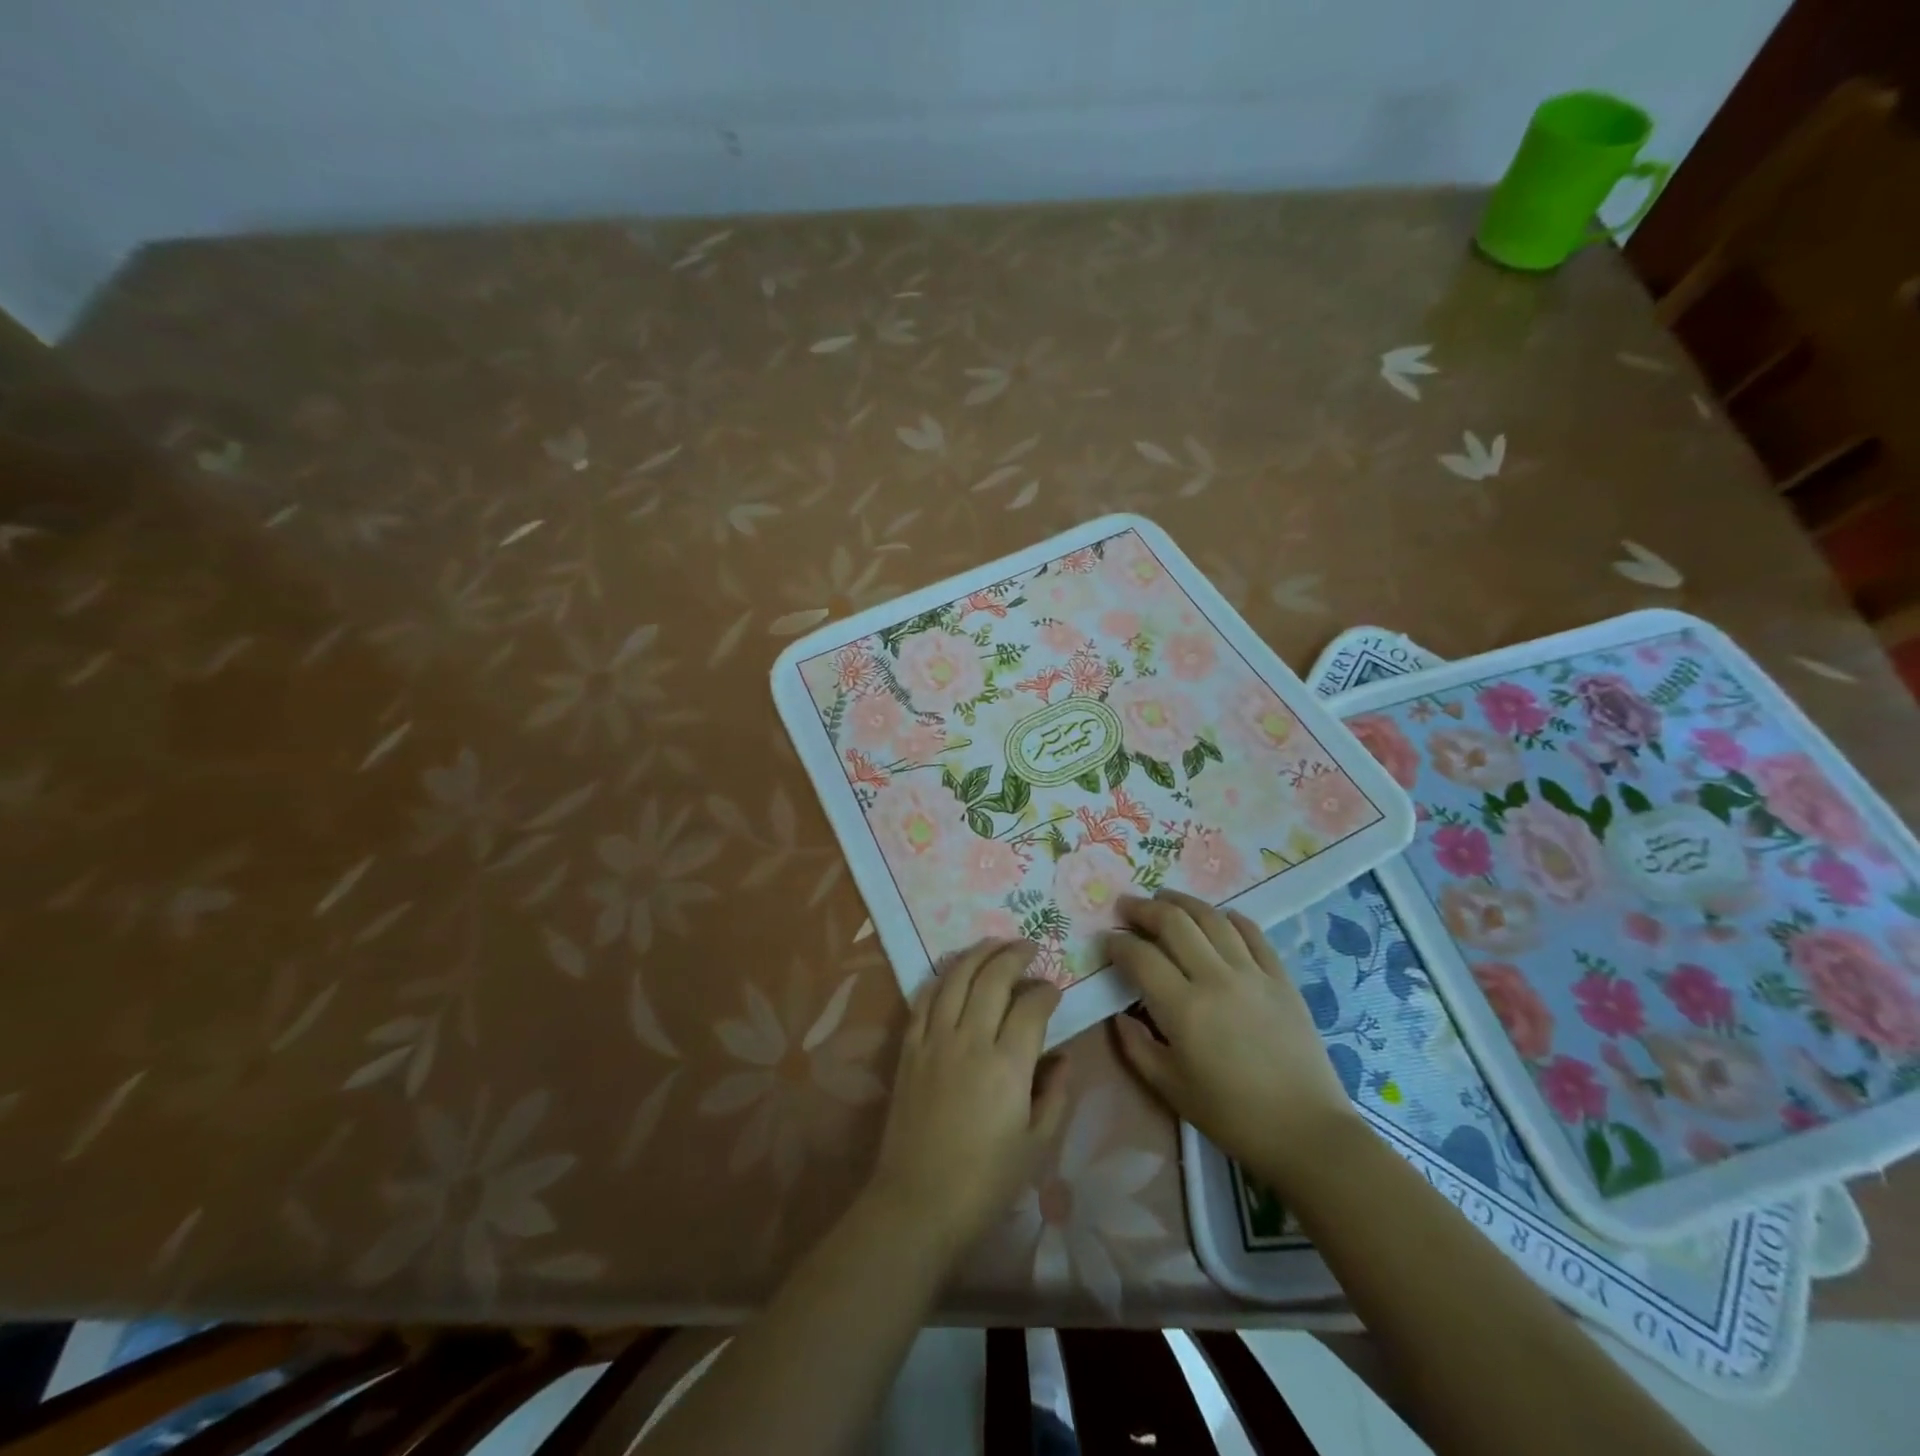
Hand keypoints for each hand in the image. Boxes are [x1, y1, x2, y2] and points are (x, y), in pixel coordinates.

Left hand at [867, 940, 1068, 1257]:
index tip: (1054, 989)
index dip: (1046, 991)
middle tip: (1030, 947)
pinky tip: (954, 971)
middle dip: (1014, 955)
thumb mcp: (1037, 1146)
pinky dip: (942, 977)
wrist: (918, 1201)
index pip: (1031, 1007)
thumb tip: (1063, 1056)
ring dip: (978, 954)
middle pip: (993, 978)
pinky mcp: (909, 1047)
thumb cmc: (986, 1182)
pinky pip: (925, 998)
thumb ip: (1056, 1094)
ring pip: (956, 978)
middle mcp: (970, 1040)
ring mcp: (934, 1040)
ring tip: (995, 944)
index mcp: (1008, 1066)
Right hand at [1107, 890, 1361, 1186]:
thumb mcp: (1170, 1088)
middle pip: (1174, 923)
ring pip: (1212, 919)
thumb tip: (1119, 1015)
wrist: (1306, 1132)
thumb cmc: (1231, 1116)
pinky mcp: (1281, 978)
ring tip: (1165, 898)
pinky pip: (1253, 934)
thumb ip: (1136, 1047)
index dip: (1118, 943)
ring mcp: (1252, 974)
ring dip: (1183, 902)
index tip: (1107, 940)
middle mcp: (1216, 979)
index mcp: (1184, 1009)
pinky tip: (1219, 916)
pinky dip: (1231, 918)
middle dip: (1144, 909)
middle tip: (1127, 906)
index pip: (1140, 957)